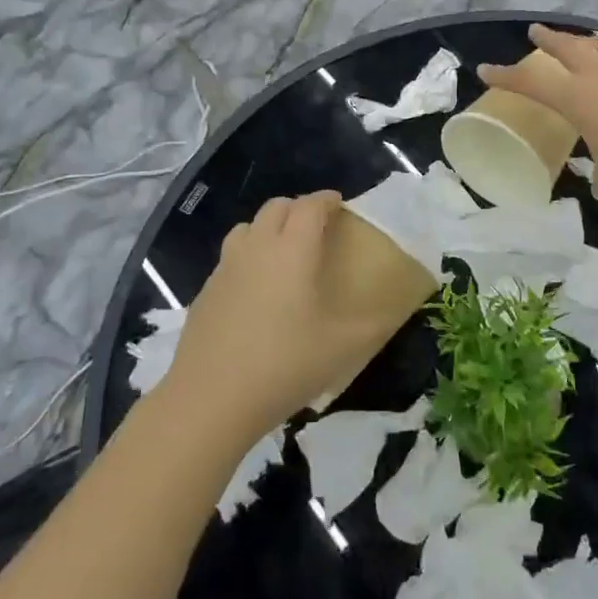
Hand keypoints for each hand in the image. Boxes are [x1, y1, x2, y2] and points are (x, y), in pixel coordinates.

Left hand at [166, 192, 392, 443]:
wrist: (211, 398)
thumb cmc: (284, 364)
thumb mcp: (342, 348)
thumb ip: (373, 324)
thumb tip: (392, 310)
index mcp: (293, 250)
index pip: (310, 206)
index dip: (326, 199)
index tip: (340, 204)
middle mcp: (257, 248)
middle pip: (276, 207)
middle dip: (298, 208)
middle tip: (317, 227)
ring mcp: (226, 268)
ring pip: (247, 227)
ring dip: (268, 228)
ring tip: (284, 252)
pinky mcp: (205, 291)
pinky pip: (230, 257)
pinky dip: (248, 257)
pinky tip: (256, 290)